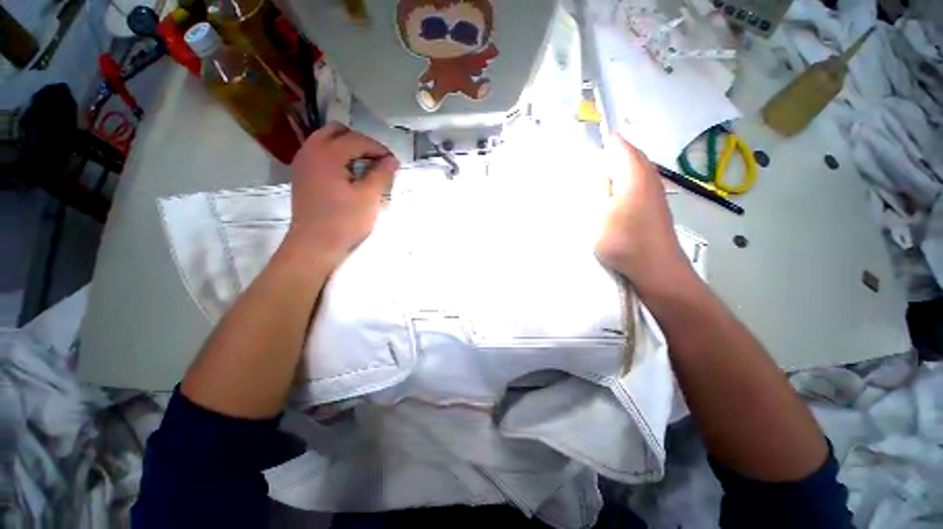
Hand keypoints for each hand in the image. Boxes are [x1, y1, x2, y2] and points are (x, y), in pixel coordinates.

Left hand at [284, 122, 399, 267]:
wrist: (314, 245)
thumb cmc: (344, 222)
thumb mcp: (369, 197)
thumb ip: (381, 174)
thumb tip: (392, 160)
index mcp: (327, 154)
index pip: (356, 140)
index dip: (378, 148)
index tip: (392, 162)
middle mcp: (310, 151)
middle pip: (336, 131)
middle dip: (360, 142)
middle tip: (376, 160)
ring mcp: (302, 163)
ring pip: (325, 141)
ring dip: (346, 148)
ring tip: (364, 166)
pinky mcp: (301, 176)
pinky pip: (319, 154)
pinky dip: (335, 157)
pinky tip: (347, 175)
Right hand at [596, 135, 692, 287]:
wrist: (656, 268)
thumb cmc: (624, 241)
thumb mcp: (600, 215)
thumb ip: (599, 190)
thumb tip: (602, 172)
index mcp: (634, 174)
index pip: (619, 145)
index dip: (604, 140)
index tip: (585, 140)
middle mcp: (648, 177)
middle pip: (630, 154)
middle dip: (612, 151)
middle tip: (590, 158)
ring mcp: (654, 191)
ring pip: (636, 168)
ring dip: (619, 166)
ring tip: (599, 175)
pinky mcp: (655, 204)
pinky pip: (639, 181)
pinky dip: (626, 180)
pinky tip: (615, 193)